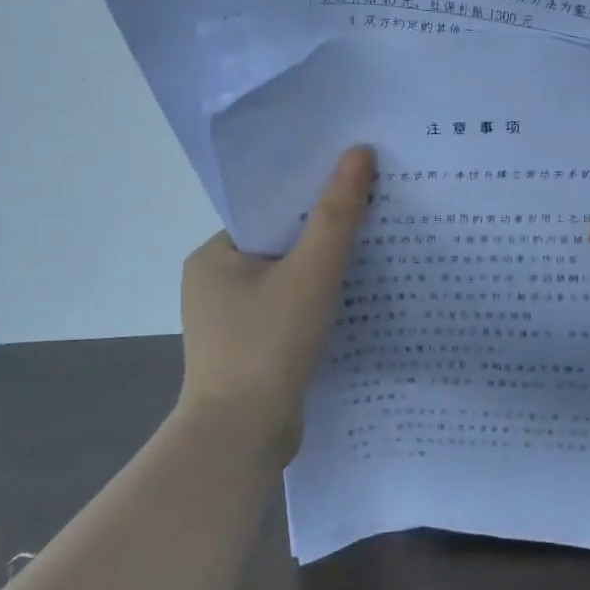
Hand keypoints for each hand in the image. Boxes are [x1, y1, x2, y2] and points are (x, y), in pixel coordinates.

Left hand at [175, 146, 374, 460]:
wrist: (242, 437)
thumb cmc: (268, 345)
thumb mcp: (310, 274)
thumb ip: (337, 215)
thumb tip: (359, 152)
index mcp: (213, 256)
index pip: (270, 214)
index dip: (313, 199)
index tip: (357, 190)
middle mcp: (214, 284)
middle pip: (281, 246)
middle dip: (324, 237)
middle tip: (376, 220)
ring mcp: (230, 321)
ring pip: (288, 282)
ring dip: (324, 273)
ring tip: (375, 256)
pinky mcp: (249, 349)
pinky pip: (289, 312)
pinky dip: (317, 305)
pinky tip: (354, 303)